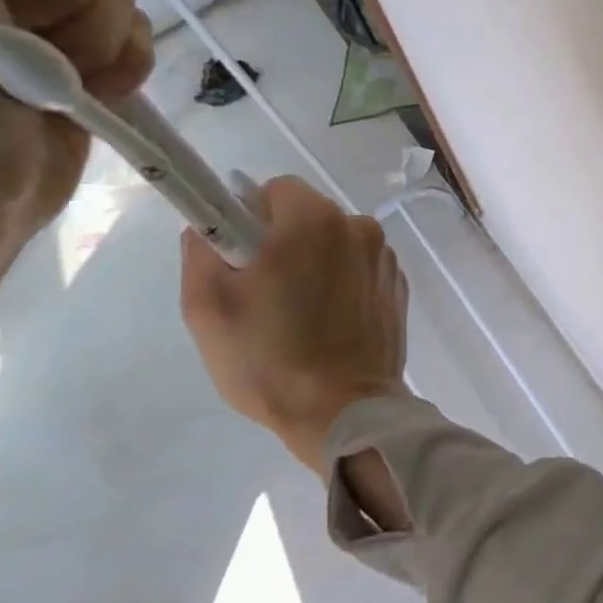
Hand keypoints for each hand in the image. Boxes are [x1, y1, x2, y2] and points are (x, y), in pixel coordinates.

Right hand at [180, 177, 408, 474]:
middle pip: (309, 216)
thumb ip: (202, 250)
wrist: (344, 412)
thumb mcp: (208, 306)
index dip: (250, 217)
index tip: (240, 256)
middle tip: (262, 293)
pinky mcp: (399, 288)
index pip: (275, 190)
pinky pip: (359, 271)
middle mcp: (360, 227)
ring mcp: (386, 259)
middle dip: (283, 242)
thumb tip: (209, 227)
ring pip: (335, 244)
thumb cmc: (269, 358)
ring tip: (298, 317)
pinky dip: (342, 286)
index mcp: (316, 219)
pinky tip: (329, 326)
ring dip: (315, 264)